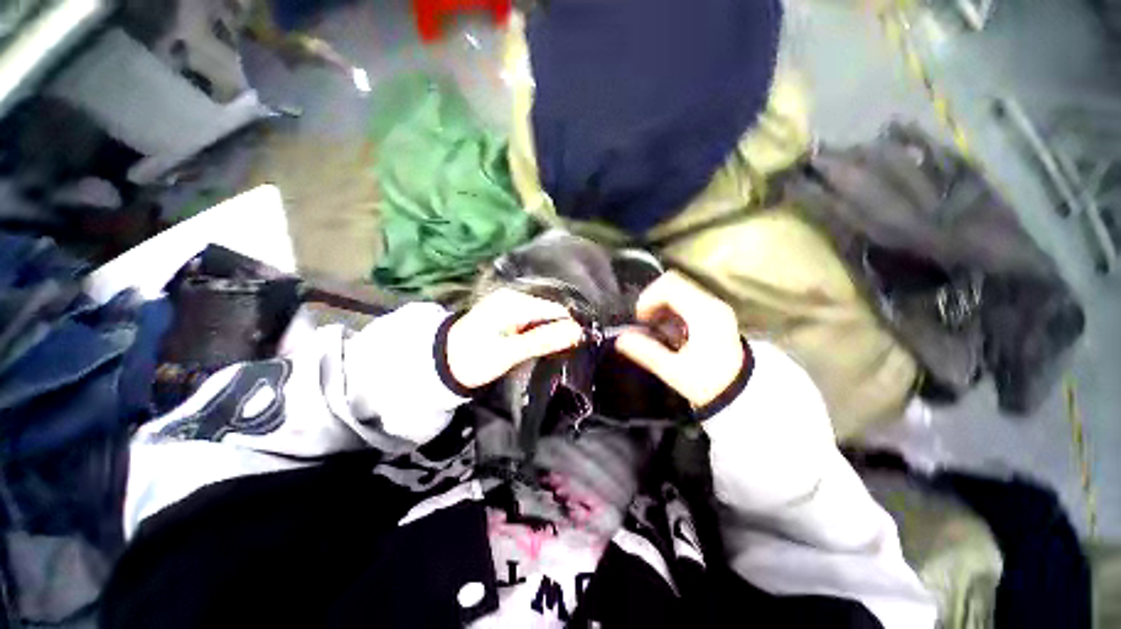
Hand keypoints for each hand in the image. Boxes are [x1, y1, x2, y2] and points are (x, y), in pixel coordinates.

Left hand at [446, 289, 583, 388]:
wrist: (442, 362)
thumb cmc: (474, 358)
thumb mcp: (509, 353)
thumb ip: (542, 340)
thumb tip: (577, 331)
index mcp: (515, 302)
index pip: (555, 308)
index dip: (572, 324)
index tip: (586, 340)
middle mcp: (515, 297)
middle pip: (550, 310)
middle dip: (564, 327)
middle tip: (577, 346)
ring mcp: (511, 305)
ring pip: (544, 315)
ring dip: (554, 330)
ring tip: (568, 346)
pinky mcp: (509, 314)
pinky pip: (534, 319)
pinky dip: (543, 330)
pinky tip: (549, 342)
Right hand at [615, 272, 743, 407]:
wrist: (743, 394)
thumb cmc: (708, 383)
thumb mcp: (673, 370)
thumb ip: (646, 352)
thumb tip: (620, 339)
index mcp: (703, 313)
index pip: (670, 285)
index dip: (648, 298)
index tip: (640, 319)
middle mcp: (711, 303)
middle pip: (673, 282)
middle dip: (652, 299)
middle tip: (645, 322)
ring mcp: (715, 307)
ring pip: (679, 289)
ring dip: (661, 304)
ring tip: (656, 328)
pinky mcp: (714, 313)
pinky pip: (686, 299)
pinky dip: (671, 308)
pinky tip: (669, 329)